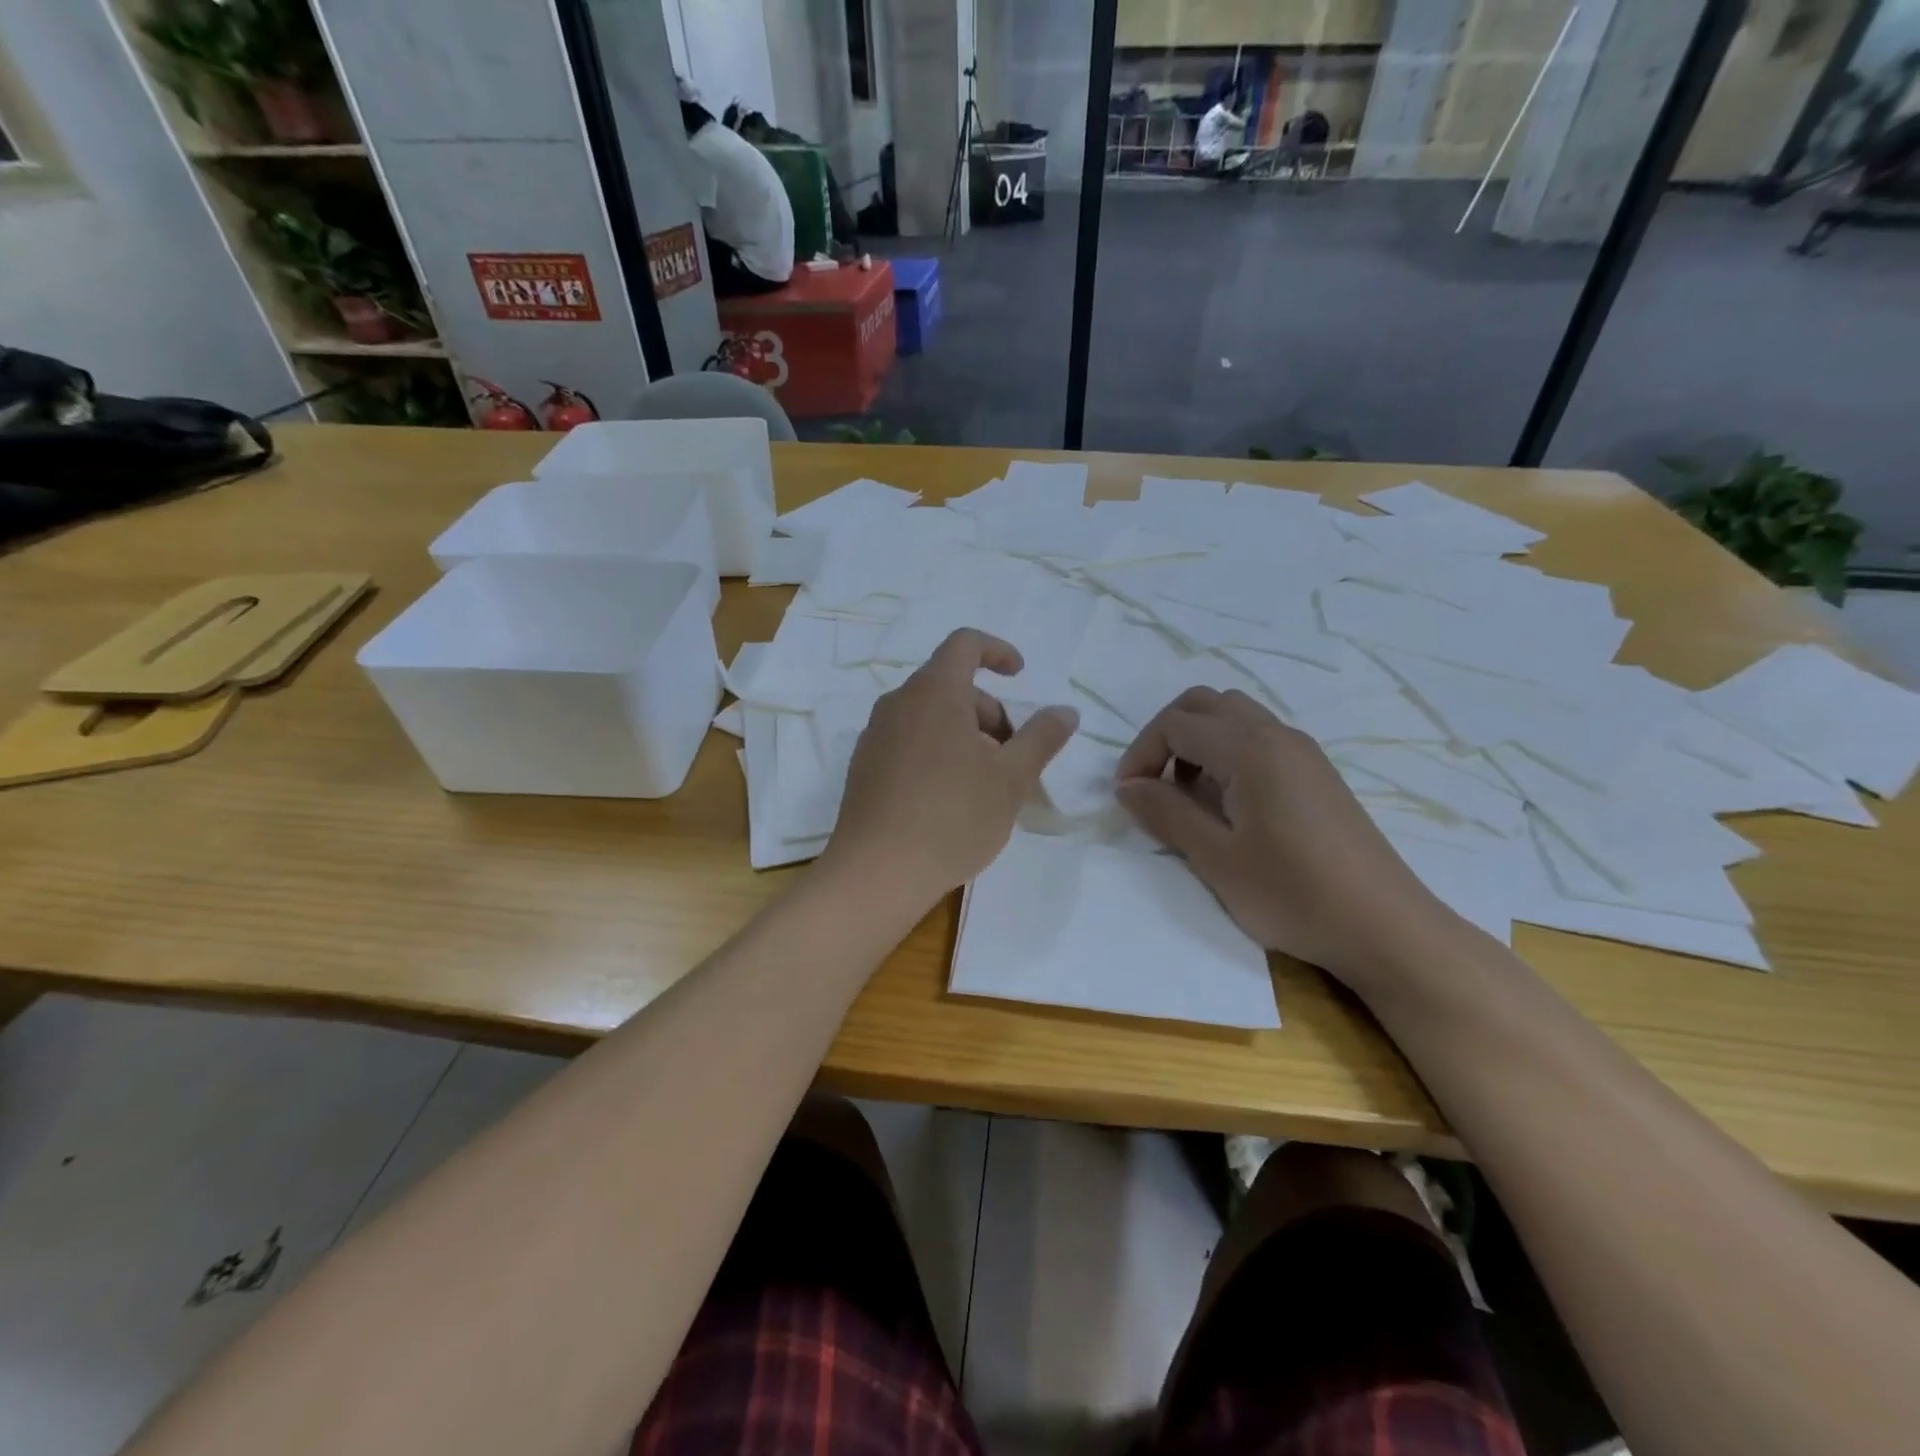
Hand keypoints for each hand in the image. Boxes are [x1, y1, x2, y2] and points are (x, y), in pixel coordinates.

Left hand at [825, 629, 1076, 908]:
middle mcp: (898, 703)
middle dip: (989, 713)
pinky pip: (908, 741)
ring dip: (965, 735)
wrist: (878, 872)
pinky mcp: (863, 767)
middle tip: (1013, 759)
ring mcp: (875, 735)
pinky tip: (949, 800)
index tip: (1020, 676)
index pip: (965, 644)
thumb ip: (1042, 738)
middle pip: (951, 686)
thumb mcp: (1012, 779)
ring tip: (985, 784)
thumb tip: (1065, 711)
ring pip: (929, 717)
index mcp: (934, 692)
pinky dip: (937, 752)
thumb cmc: (953, 817)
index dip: (997, 651)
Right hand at [1115, 687, 1447, 986]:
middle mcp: (1277, 735)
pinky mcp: (1316, 773)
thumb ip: (1166, 813)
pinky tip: (1227, 803)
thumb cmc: (1294, 895)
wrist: (1386, 928)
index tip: (1127, 798)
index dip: (1140, 754)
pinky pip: (1258, 738)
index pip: (1176, 724)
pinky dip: (1226, 752)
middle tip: (1151, 785)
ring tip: (1187, 795)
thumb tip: (1127, 786)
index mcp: (1251, 749)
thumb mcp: (1217, 859)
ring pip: (1233, 716)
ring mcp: (1302, 751)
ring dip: (1197, 742)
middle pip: (1204, 703)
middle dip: (1166, 735)